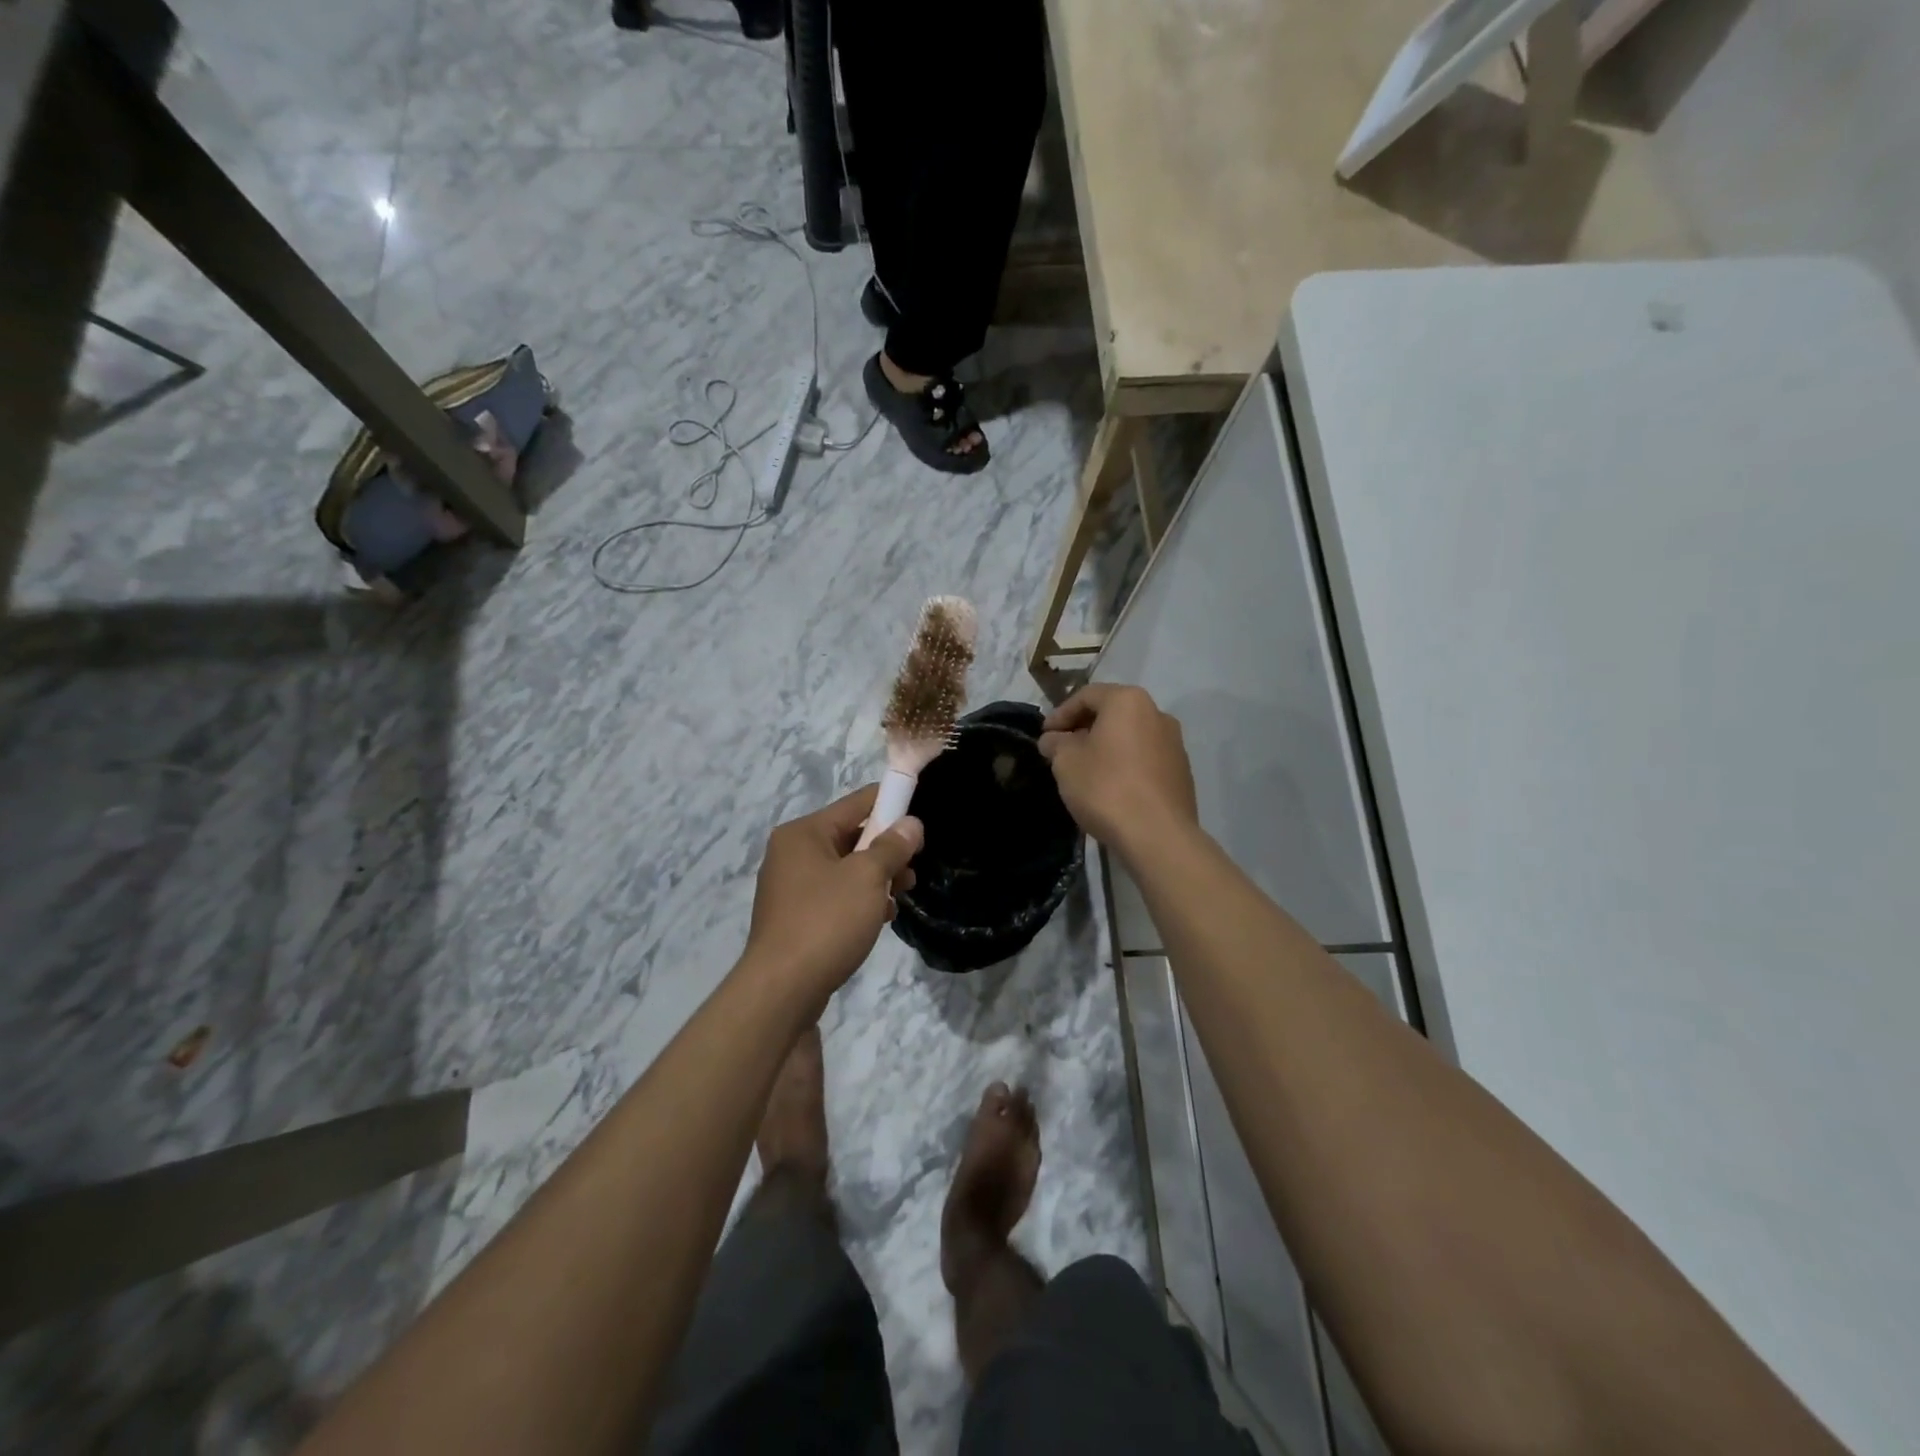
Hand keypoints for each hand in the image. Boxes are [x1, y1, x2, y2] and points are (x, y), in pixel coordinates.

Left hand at [744, 785, 923, 1000]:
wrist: (781, 991)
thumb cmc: (826, 922)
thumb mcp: (867, 877)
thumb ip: (892, 846)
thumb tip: (911, 823)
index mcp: (803, 833)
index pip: (856, 803)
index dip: (891, 804)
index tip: (920, 818)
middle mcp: (792, 854)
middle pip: (850, 837)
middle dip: (886, 850)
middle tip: (913, 869)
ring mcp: (791, 888)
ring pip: (845, 869)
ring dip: (877, 878)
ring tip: (902, 896)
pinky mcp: (795, 918)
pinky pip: (835, 896)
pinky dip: (860, 901)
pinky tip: (880, 917)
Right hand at [1038, 684, 1197, 850]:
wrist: (1157, 835)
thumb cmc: (1106, 787)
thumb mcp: (1066, 762)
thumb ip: (1056, 743)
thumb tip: (1054, 739)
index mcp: (1128, 701)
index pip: (1086, 696)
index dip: (1060, 714)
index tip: (1044, 736)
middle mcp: (1157, 714)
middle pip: (1112, 713)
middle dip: (1083, 729)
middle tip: (1061, 751)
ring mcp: (1174, 743)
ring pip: (1129, 736)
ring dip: (1105, 747)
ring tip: (1084, 770)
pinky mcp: (1181, 772)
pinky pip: (1145, 758)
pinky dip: (1124, 764)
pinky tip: (1110, 787)